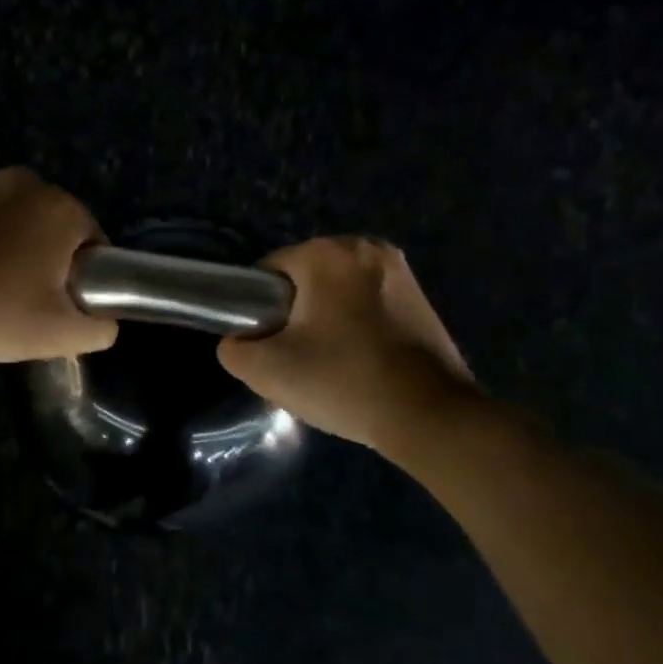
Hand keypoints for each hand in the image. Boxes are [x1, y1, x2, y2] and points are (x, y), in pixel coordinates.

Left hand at [0, 168, 117, 362]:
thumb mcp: (59, 334)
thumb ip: (99, 329)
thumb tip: (104, 323)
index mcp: (62, 207)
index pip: (95, 246)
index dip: (86, 281)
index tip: (63, 309)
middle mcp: (28, 184)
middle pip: (56, 233)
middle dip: (50, 266)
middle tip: (30, 307)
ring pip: (19, 228)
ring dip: (16, 256)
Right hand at [217, 237, 477, 451]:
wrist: (429, 416)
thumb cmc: (344, 382)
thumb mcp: (267, 371)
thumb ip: (234, 348)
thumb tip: (240, 339)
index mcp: (327, 253)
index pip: (268, 272)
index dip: (258, 310)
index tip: (269, 347)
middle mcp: (366, 247)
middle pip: (305, 280)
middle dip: (295, 314)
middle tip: (298, 360)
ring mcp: (399, 270)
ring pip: (337, 292)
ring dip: (327, 320)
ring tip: (330, 364)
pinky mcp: (421, 295)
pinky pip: (368, 303)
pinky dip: (357, 325)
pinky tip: (361, 361)